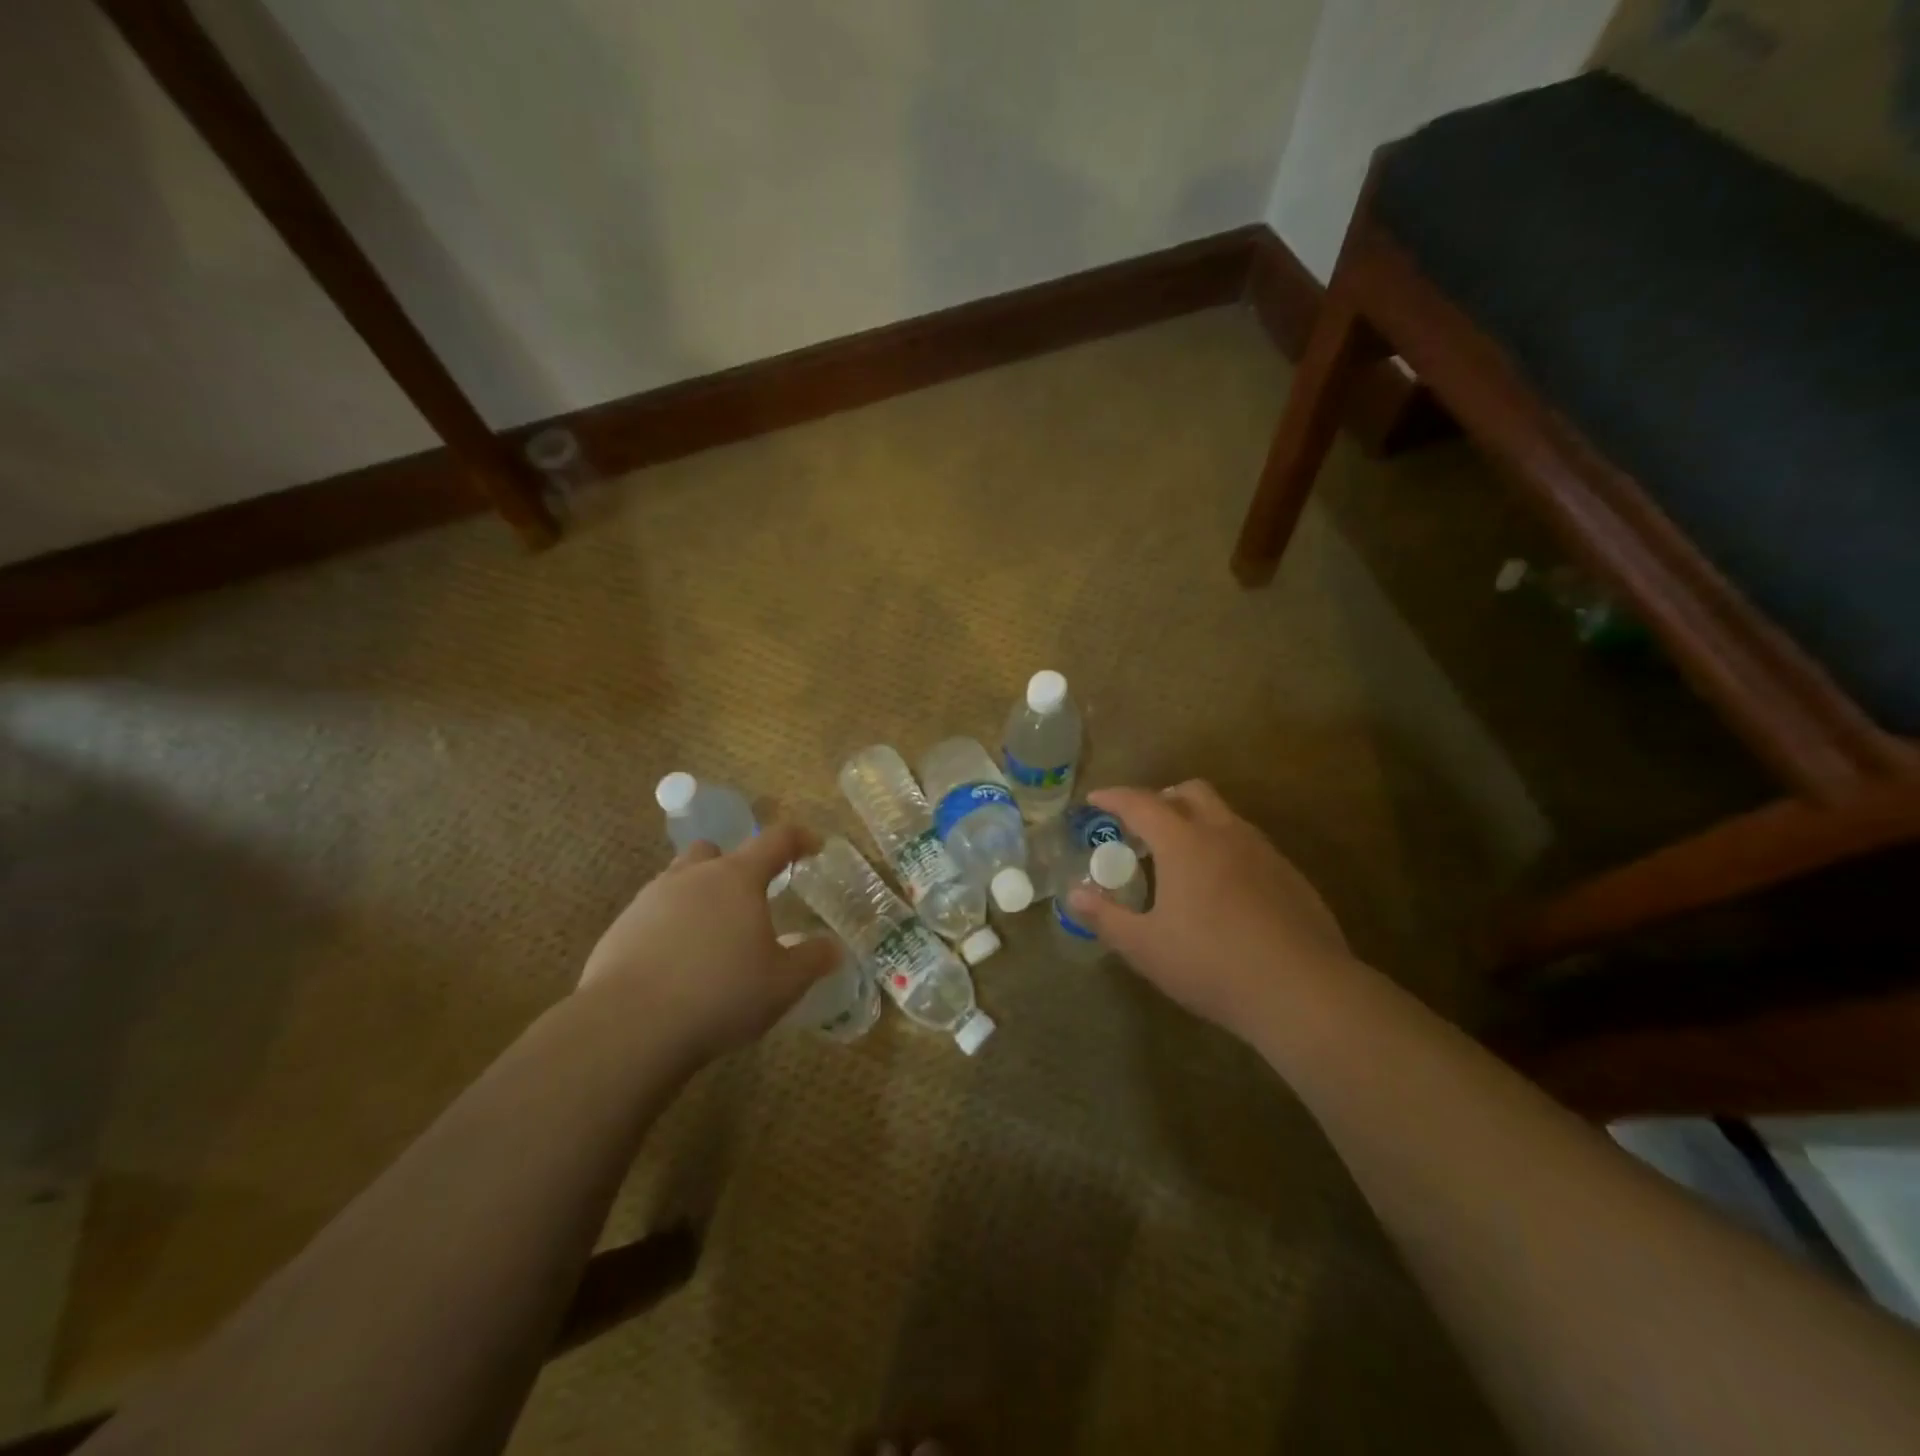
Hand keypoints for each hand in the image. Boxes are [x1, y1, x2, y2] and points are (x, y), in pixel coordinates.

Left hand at [578, 825, 840, 1059]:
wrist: (629, 1027)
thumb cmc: (721, 995)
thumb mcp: (783, 984)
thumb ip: (812, 960)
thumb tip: (832, 947)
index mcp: (737, 878)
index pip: (776, 840)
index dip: (799, 839)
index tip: (814, 848)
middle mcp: (692, 877)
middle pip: (716, 852)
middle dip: (735, 867)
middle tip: (750, 901)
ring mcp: (650, 900)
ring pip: (680, 881)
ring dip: (699, 898)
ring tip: (712, 939)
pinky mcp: (619, 929)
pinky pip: (652, 915)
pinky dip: (669, 929)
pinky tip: (676, 967)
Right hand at [1067, 782, 1353, 1042]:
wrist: (1303, 991)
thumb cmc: (1212, 964)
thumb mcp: (1145, 947)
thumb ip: (1106, 918)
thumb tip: (1075, 896)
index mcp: (1184, 842)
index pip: (1141, 803)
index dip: (1114, 798)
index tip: (1095, 800)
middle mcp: (1225, 834)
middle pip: (1191, 792)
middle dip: (1162, 798)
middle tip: (1143, 825)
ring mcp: (1264, 852)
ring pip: (1225, 816)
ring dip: (1197, 822)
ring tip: (1181, 858)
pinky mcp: (1291, 876)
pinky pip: (1250, 845)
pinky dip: (1226, 849)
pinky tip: (1223, 890)